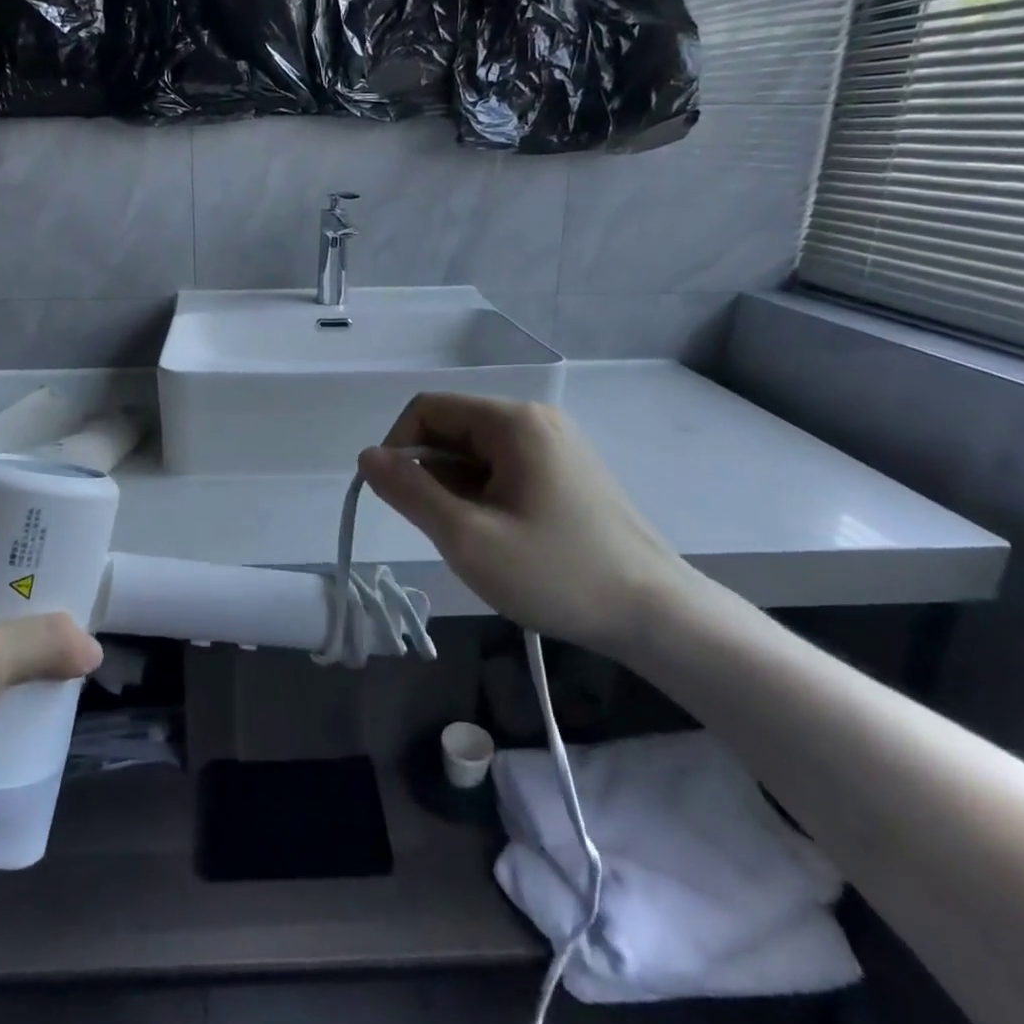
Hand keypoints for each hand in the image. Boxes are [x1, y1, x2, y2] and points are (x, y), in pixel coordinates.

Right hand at [358, 393, 690, 656]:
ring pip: (476, 455)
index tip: (397, 499)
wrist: (656, 614)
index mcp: (512, 422)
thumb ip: (410, 492)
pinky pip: (503, 471)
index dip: (398, 448)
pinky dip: (484, 498)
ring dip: (457, 491)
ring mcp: (555, 446)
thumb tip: (367, 456)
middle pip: (452, 430)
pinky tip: (501, 539)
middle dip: (430, 475)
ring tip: (477, 541)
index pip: (427, 410)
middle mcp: (534, 420)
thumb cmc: (557, 573)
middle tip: (444, 531)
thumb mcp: (468, 537)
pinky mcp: (566, 474)